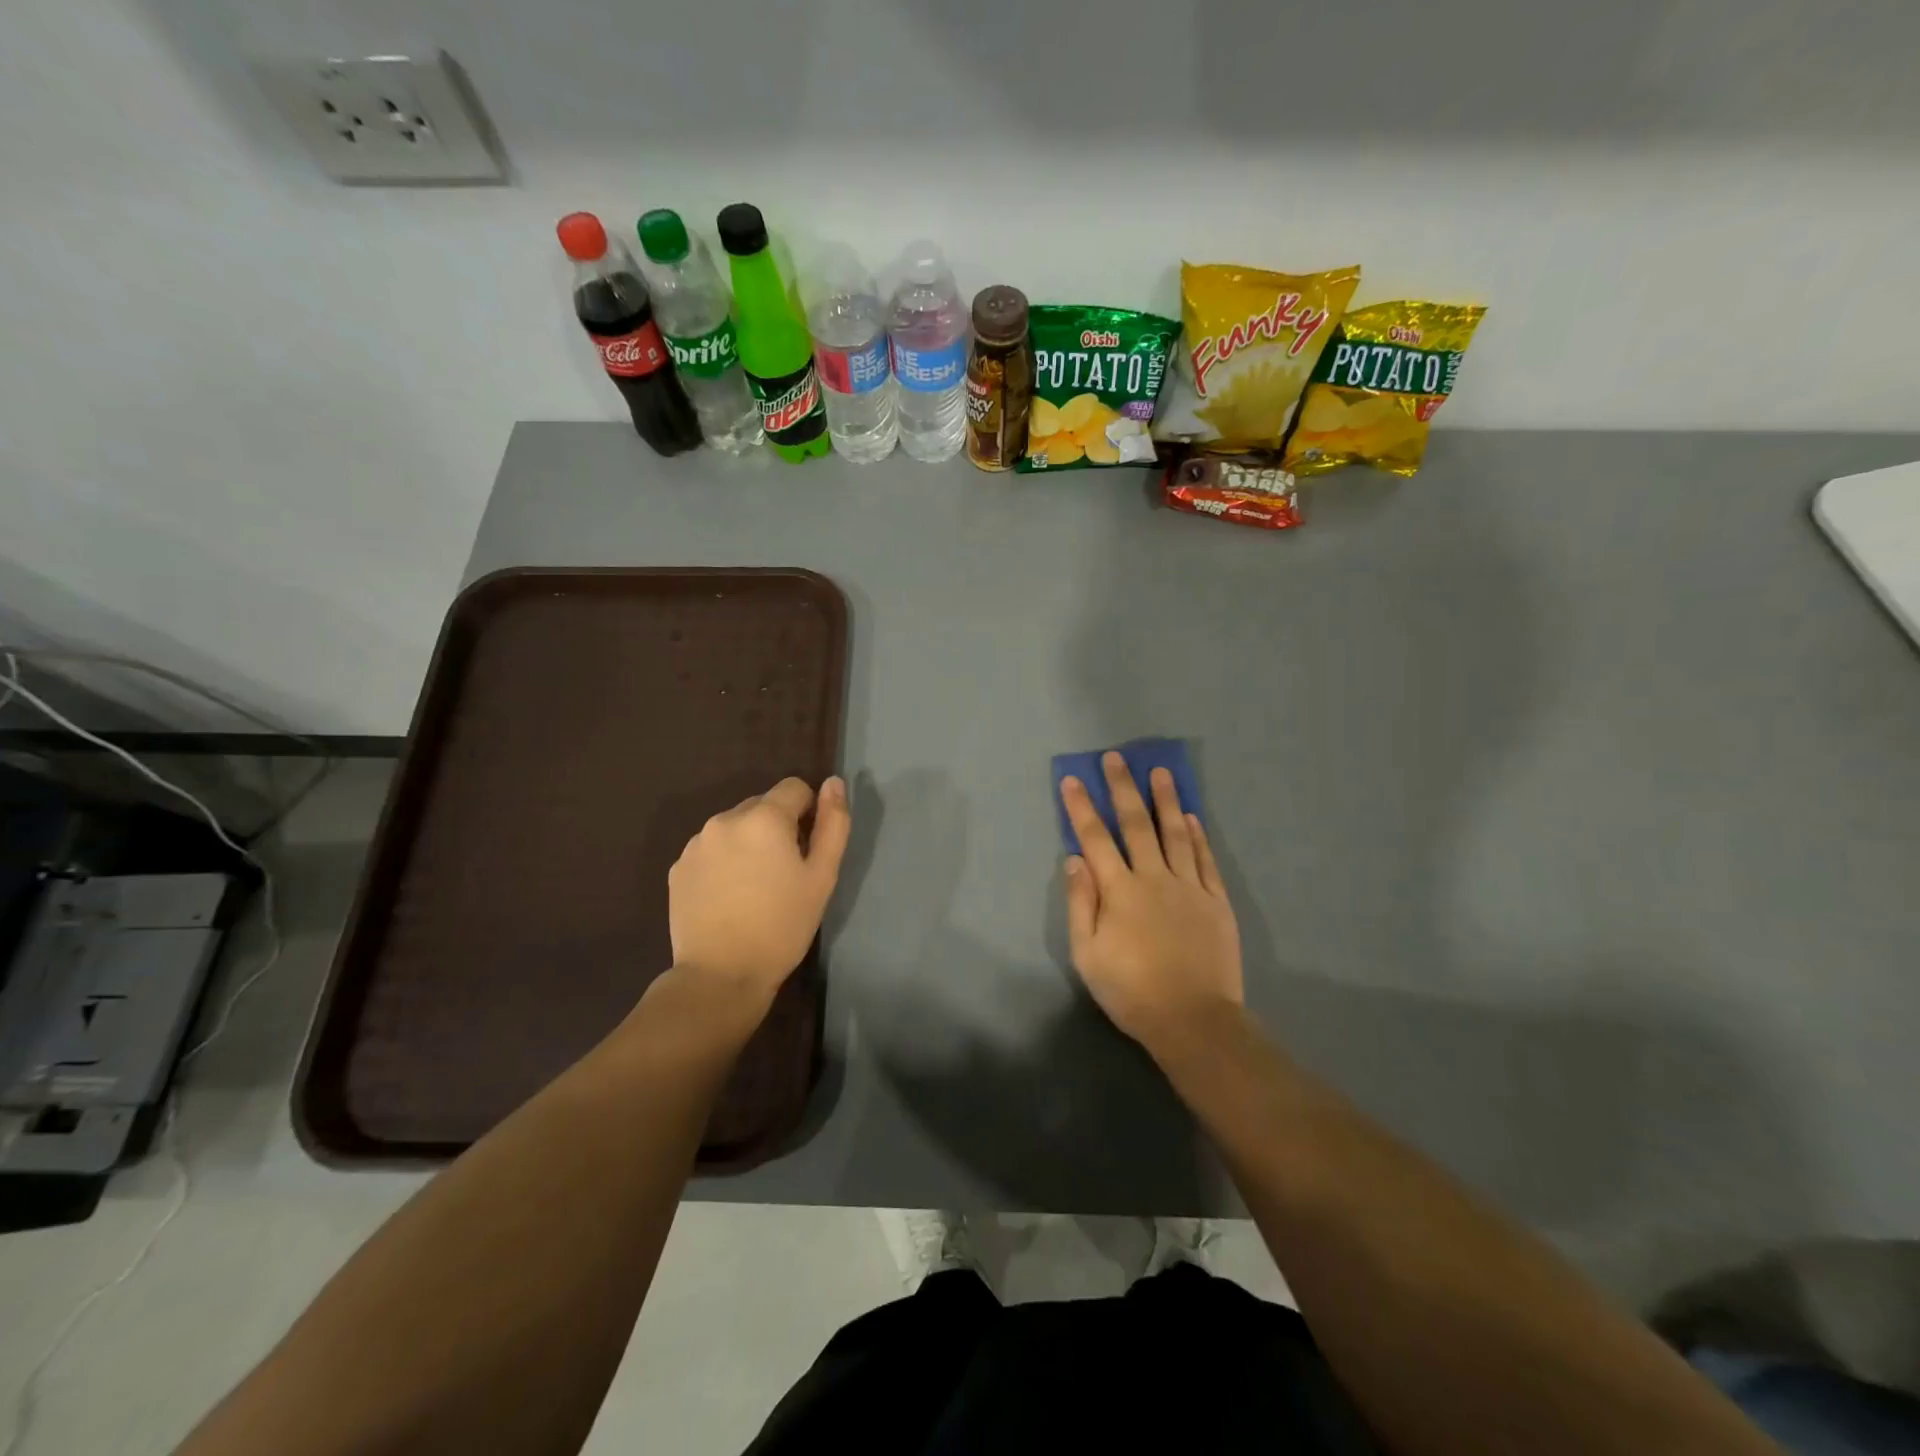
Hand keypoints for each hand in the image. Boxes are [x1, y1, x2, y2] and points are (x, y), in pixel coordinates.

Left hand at [668, 776, 850, 1009]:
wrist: (720, 976)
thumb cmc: (782, 925)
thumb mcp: (822, 877)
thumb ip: (833, 824)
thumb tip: (834, 783)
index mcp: (764, 818)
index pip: (794, 788)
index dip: (808, 812)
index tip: (808, 849)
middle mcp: (725, 819)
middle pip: (762, 805)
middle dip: (777, 828)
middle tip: (784, 873)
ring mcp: (696, 843)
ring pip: (735, 827)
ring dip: (749, 843)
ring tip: (754, 887)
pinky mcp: (678, 867)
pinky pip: (711, 849)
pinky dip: (724, 861)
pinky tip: (729, 897)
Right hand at [1060, 753, 1242, 1049]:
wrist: (1194, 1020)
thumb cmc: (1131, 990)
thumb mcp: (1088, 954)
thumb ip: (1081, 903)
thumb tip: (1074, 859)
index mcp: (1119, 891)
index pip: (1095, 839)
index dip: (1082, 807)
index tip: (1074, 779)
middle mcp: (1154, 878)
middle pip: (1136, 824)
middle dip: (1123, 788)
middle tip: (1116, 758)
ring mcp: (1189, 887)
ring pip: (1175, 833)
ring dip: (1165, 800)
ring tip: (1160, 772)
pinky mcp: (1216, 901)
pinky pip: (1205, 859)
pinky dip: (1197, 835)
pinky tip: (1192, 816)